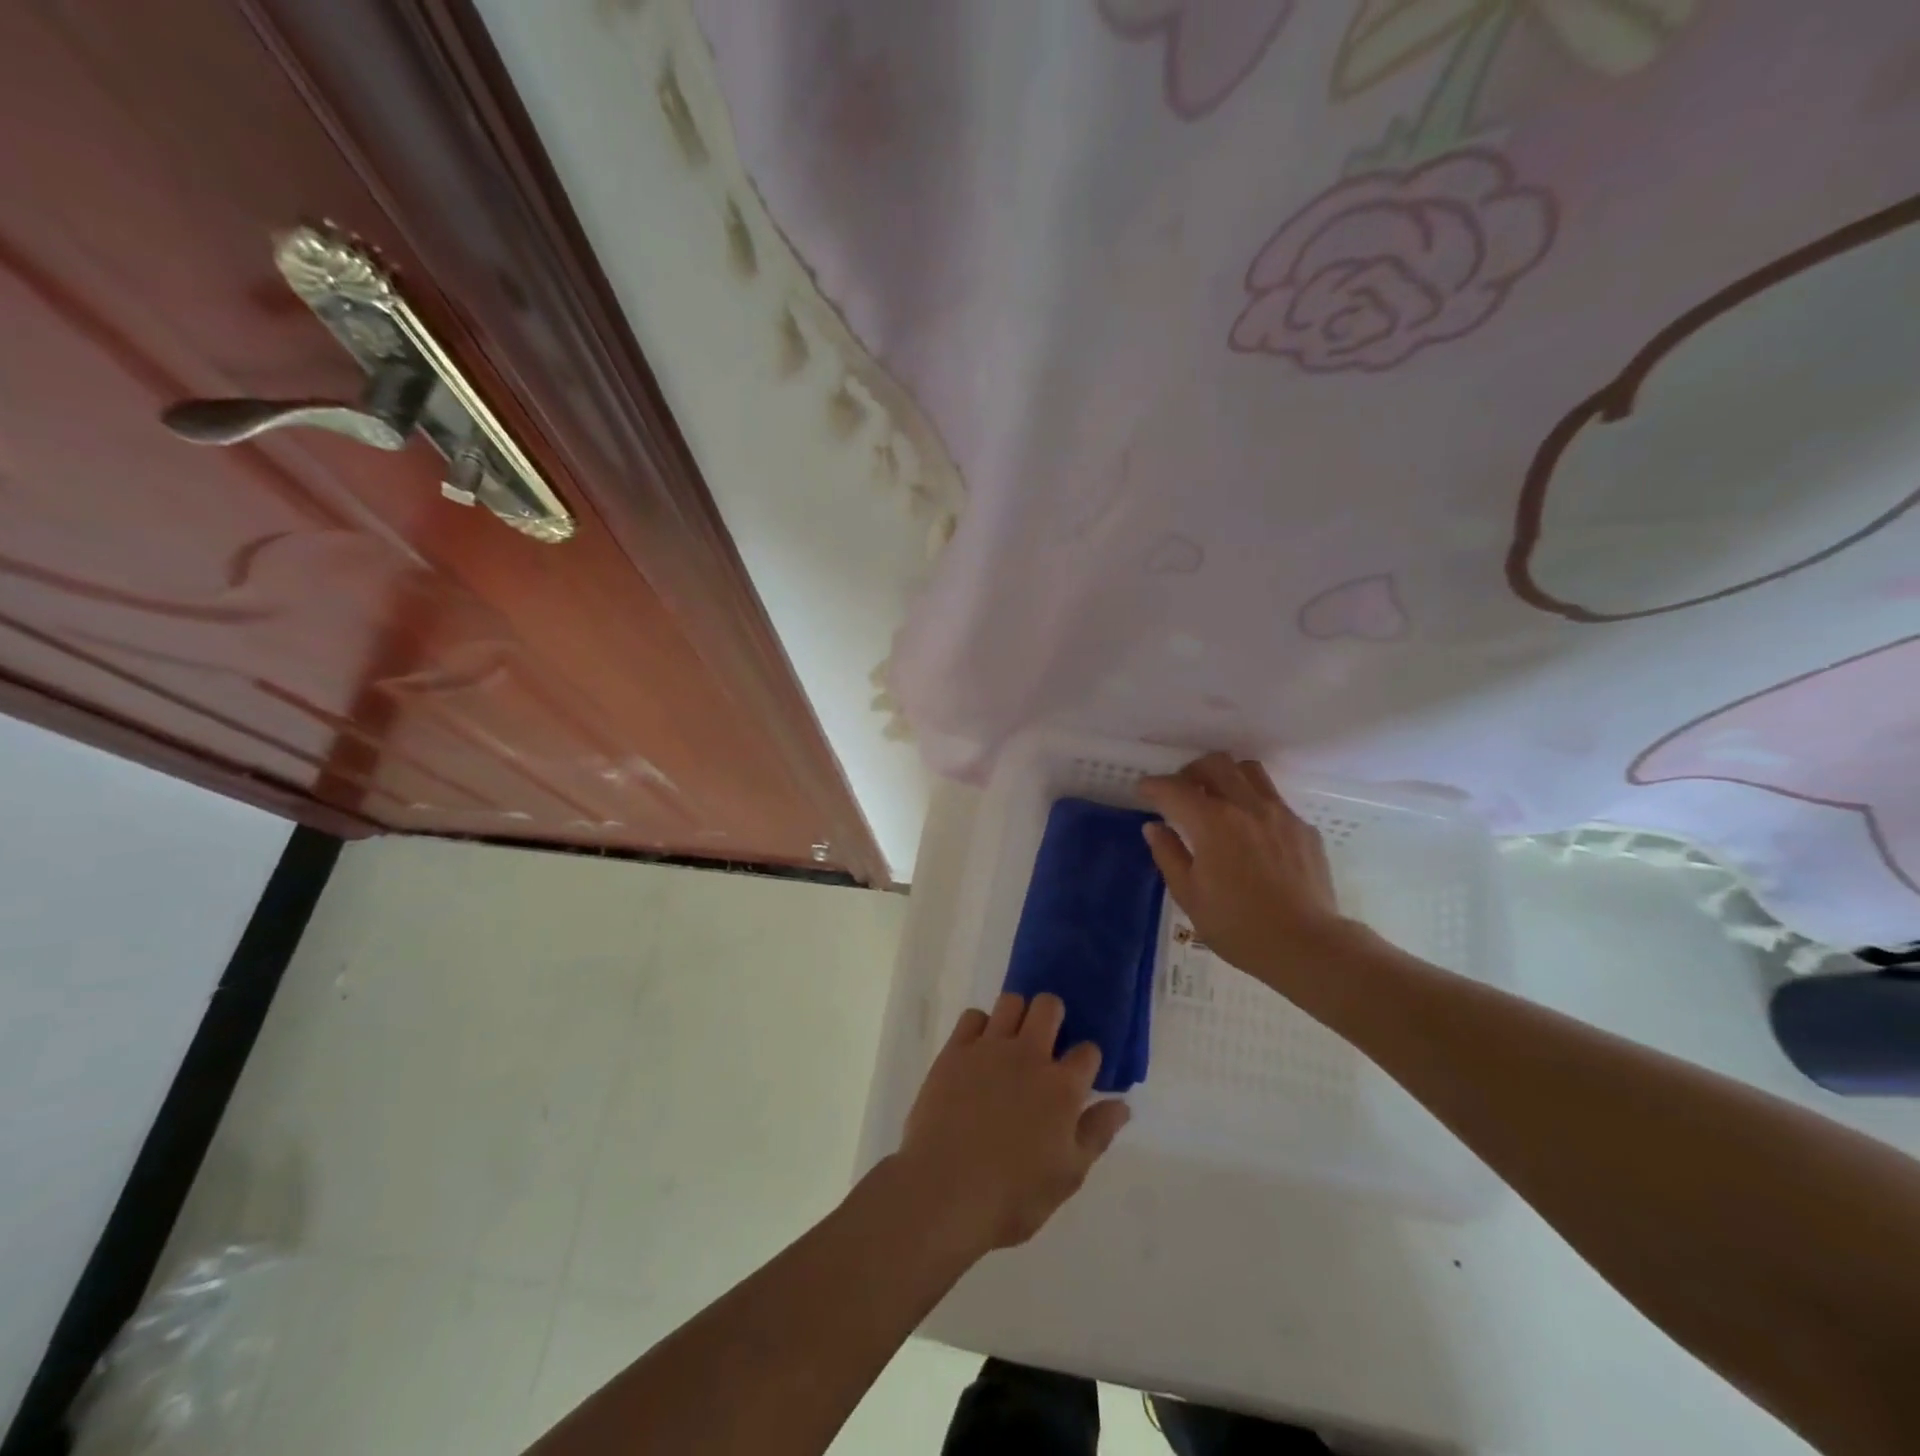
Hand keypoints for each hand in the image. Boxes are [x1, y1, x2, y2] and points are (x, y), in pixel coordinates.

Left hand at [894, 993, 1130, 1254]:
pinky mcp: (956, 1050)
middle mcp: (1029, 1055)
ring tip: (1012, 1041)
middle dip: (1054, 1017)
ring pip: (1011, 1002)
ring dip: (1017, 1015)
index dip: (1087, 1060)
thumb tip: (1122, 1104)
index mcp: (1062, 1087)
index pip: (1088, 1051)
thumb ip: (1096, 1134)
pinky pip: (973, 1016)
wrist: (945, 1191)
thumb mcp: (1068, 1175)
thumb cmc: (1013, 1195)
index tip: (1080, 1074)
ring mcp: (990, 1048)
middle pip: (1049, 1007)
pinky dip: (980, 1027)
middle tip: (1046, 1044)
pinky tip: (978, 1050)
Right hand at [1136, 752, 1347, 987]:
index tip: (1144, 791)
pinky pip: (1274, 800)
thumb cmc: (1238, 926)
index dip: (1154, 786)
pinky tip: (1251, 833)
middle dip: (1191, 772)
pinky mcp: (1303, 828)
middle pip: (1215, 764)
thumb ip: (1168, 854)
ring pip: (1249, 772)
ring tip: (1217, 800)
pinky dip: (1254, 803)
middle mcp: (1247, 806)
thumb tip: (1155, 827)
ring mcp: (1280, 814)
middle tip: (1181, 792)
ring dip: (1226, 777)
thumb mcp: (1189, 895)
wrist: (1307, 946)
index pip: (1175, 789)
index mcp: (1212, 822)